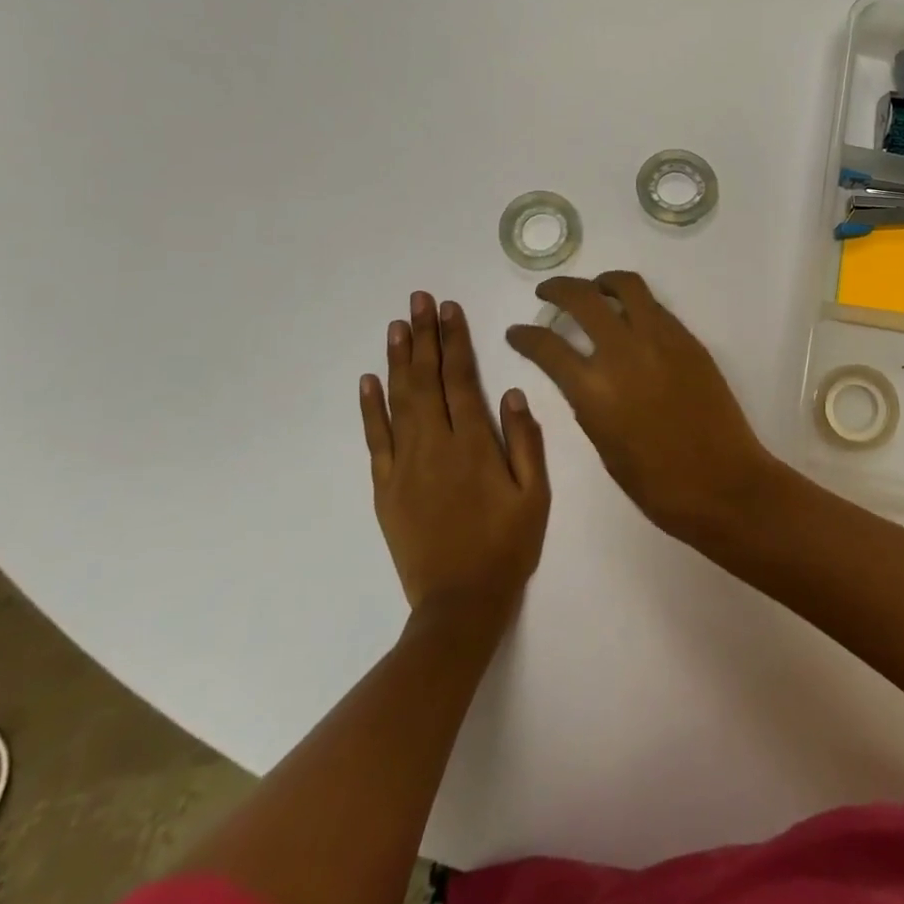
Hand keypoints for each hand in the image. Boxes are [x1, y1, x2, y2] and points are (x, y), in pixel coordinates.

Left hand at [359, 293, 549, 623]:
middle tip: (418, 299)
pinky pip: (375, 440)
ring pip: (399, 401)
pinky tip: (369, 380)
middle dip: (424, 336)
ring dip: (398, 360)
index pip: (461, 379)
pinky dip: (370, 408)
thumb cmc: (506, 546)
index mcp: (474, 444)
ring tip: (397, 325)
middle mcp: (435, 445)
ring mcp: (404, 465)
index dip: (455, 341)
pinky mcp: (385, 488)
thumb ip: (526, 441)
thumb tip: (513, 392)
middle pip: (426, 380)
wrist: (460, 604)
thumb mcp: (535, 495)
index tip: (449, 309)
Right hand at [505, 272, 778, 542]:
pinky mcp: (688, 340)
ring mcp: (661, 340)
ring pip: (627, 287)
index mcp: (594, 388)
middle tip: (547, 292)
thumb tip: (582, 376)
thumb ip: (587, 403)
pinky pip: (656, 308)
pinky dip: (636, 304)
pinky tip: (632, 317)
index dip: (524, 335)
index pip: (547, 346)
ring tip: (595, 289)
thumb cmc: (657, 483)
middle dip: (558, 289)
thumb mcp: (604, 446)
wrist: (722, 482)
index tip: (516, 331)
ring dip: (603, 282)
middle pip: (583, 299)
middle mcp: (623, 352)